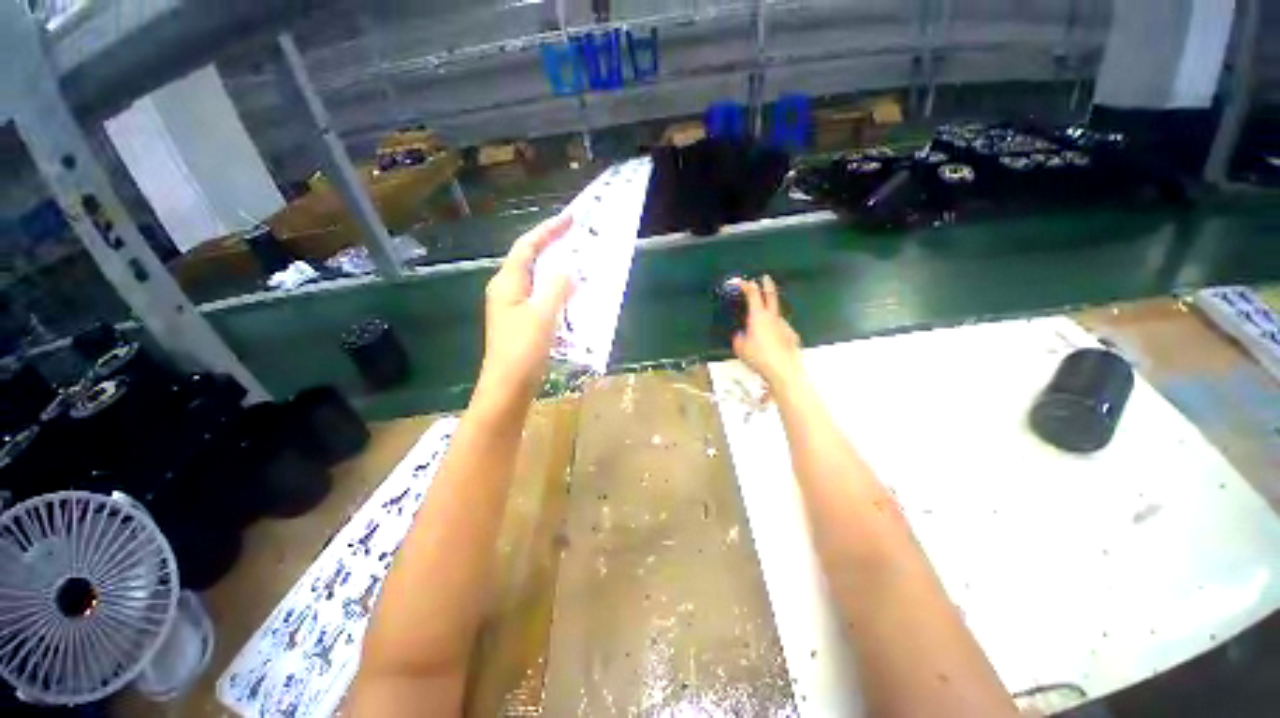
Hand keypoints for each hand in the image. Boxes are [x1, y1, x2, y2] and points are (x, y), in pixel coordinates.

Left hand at [478, 214, 574, 399]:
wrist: (508, 387)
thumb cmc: (523, 349)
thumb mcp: (542, 315)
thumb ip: (556, 287)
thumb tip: (568, 269)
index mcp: (507, 283)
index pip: (527, 247)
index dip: (548, 230)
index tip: (570, 218)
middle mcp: (507, 290)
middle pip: (531, 260)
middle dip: (553, 247)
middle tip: (578, 239)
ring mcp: (514, 307)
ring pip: (538, 279)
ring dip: (557, 270)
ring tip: (579, 263)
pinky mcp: (523, 322)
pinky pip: (542, 297)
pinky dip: (558, 291)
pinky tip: (572, 295)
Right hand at [731, 275, 803, 388]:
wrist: (783, 370)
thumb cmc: (759, 357)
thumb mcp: (740, 348)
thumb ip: (739, 338)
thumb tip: (740, 335)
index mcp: (758, 316)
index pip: (753, 294)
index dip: (746, 285)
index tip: (741, 281)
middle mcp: (773, 317)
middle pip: (771, 295)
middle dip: (767, 285)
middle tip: (766, 278)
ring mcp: (784, 325)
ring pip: (776, 315)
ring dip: (770, 313)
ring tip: (763, 323)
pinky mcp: (792, 336)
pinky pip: (781, 329)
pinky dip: (776, 331)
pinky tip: (773, 342)